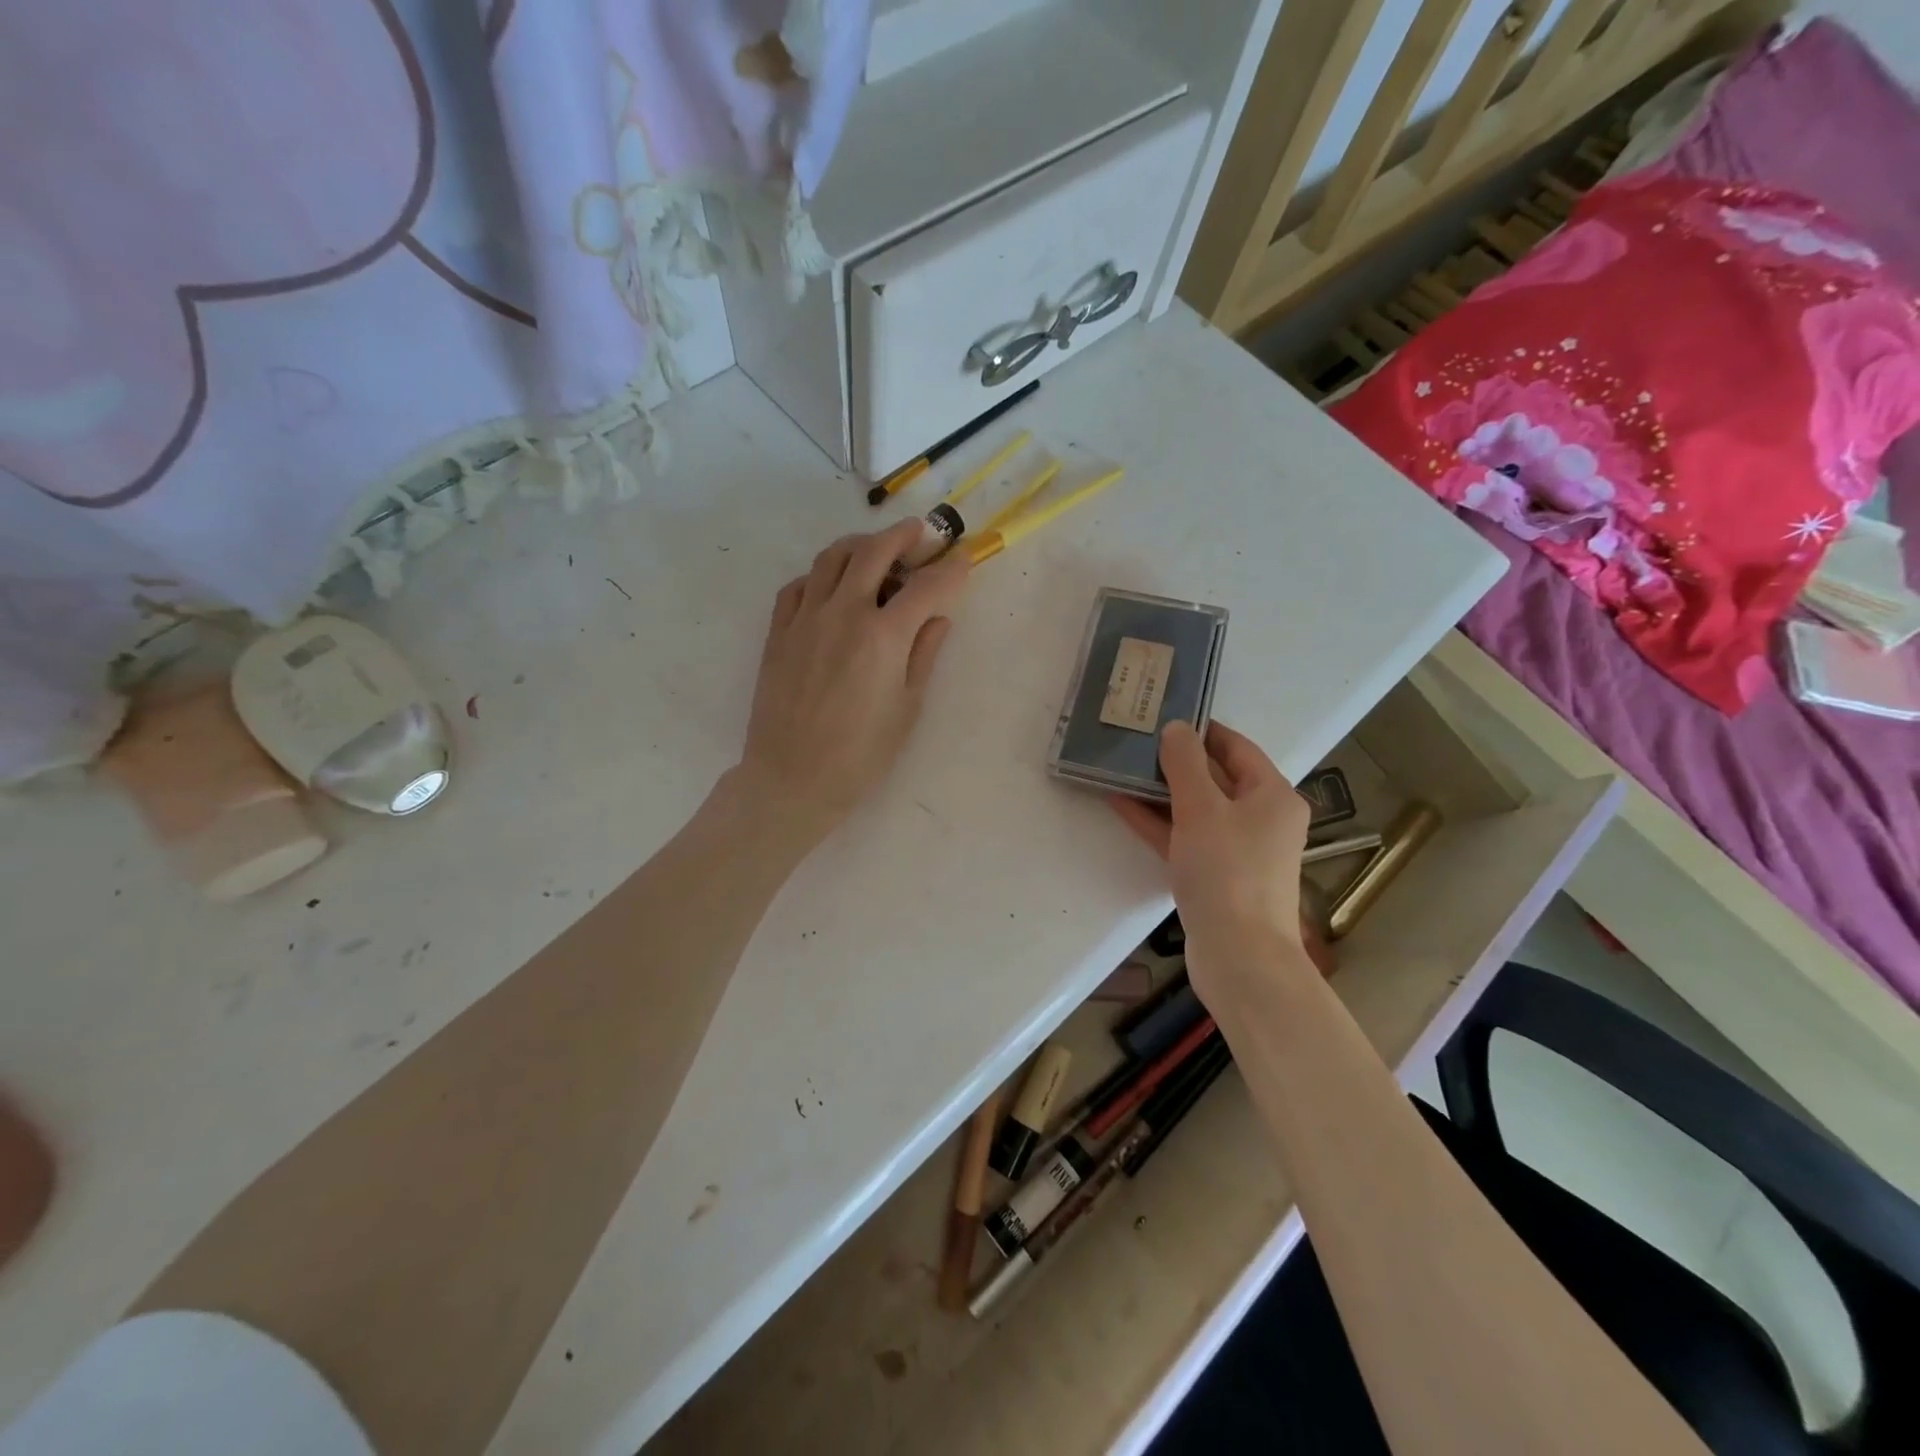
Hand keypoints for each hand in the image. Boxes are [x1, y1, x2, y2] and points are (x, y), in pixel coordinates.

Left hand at [734, 518, 969, 842]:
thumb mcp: (907, 707)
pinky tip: (833, 586)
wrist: (793, 777)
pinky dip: (821, 574)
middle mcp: (844, 613)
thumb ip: (925, 654)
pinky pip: (799, 584)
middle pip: (875, 551)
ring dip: (860, 544)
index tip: (964, 561)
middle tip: (921, 534)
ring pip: (832, 557)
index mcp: (883, 636)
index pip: (926, 586)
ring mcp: (805, 617)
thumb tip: (938, 617)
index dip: (951, 570)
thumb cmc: (861, 754)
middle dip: (904, 535)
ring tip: (876, 550)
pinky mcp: (779, 630)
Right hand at [1111, 721, 1313, 1008]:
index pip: (1236, 747)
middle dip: (1175, 761)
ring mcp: (1238, 850)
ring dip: (1160, 791)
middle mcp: (1261, 818)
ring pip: (1196, 809)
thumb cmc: (1227, 872)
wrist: (1239, 956)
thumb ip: (1185, 764)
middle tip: (1135, 741)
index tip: (1163, 715)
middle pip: (1215, 778)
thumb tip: (1175, 728)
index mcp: (1272, 795)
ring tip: (1120, 768)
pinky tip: (1121, 805)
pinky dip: (1159, 822)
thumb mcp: (1202, 808)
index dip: (1201, 730)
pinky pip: (1185, 837)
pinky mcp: (1216, 876)